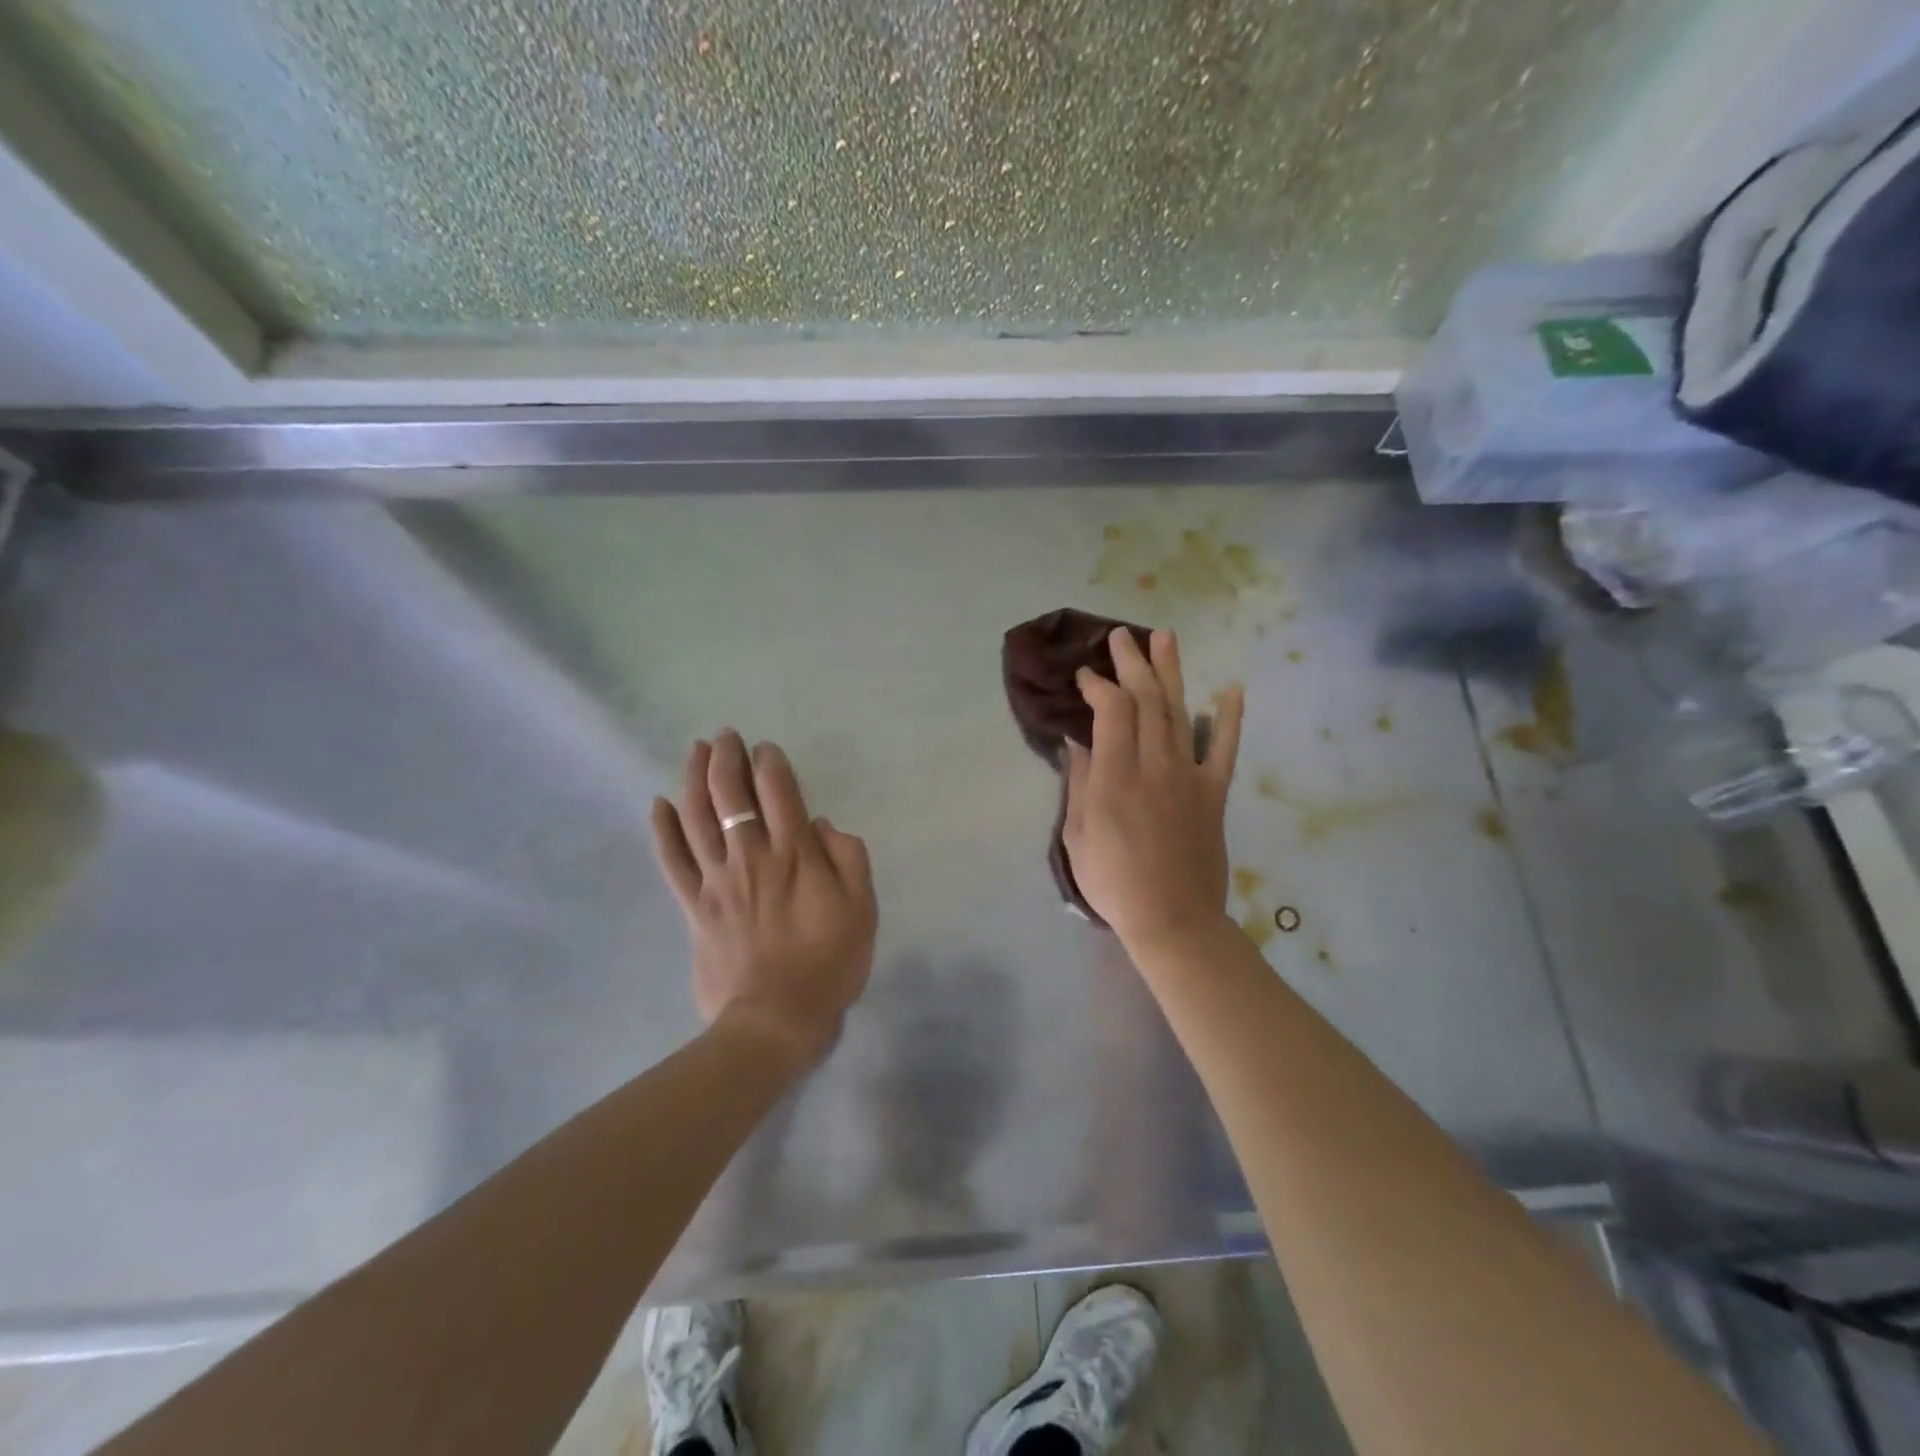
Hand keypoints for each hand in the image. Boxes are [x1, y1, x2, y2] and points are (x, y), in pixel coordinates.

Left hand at [651, 731, 877, 1066]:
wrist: (777, 1020)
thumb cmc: (829, 963)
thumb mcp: (863, 908)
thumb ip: (848, 858)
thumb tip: (822, 824)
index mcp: (795, 854)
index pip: (777, 791)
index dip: (769, 763)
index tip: (764, 748)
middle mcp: (751, 856)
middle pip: (730, 794)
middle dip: (726, 758)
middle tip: (725, 736)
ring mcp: (717, 881)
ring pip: (698, 817)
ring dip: (694, 779)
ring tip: (694, 751)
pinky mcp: (695, 907)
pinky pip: (673, 862)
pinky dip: (663, 830)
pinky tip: (659, 805)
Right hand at [1064, 629, 1243, 953]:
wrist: (1173, 918)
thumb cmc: (1113, 881)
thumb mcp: (1078, 835)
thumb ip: (1080, 783)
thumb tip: (1078, 741)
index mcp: (1115, 777)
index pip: (1111, 711)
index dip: (1098, 685)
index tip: (1085, 675)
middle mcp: (1154, 765)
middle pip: (1146, 700)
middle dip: (1132, 663)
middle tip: (1121, 636)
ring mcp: (1189, 776)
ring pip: (1179, 711)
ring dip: (1171, 672)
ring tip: (1164, 638)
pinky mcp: (1213, 792)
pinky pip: (1224, 748)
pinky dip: (1229, 717)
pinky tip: (1232, 689)